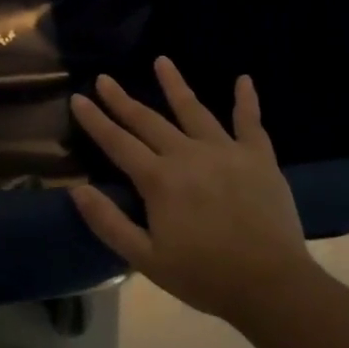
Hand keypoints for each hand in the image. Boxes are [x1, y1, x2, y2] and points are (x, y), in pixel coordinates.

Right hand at [69, 57, 318, 319]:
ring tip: (161, 61)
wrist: (272, 286)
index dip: (95, 120)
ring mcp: (226, 152)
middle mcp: (188, 155)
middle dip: (122, 99)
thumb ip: (108, 222)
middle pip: (148, 121)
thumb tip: (77, 190)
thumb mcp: (145, 258)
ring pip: (194, 110)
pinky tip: (244, 79)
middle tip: (104, 78)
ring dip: (175, 85)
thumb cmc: (203, 276)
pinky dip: (247, 100)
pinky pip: (250, 122)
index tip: (78, 98)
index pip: (118, 143)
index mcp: (159, 180)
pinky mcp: (259, 158)